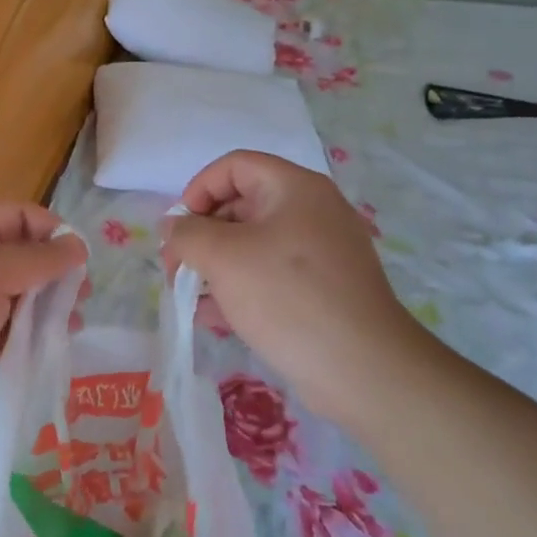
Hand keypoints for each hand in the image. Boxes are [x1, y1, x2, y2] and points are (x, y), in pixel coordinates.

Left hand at [0, 205, 85, 453]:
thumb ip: (35, 259)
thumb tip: (77, 245)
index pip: (19, 217)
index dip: (51, 230)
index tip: (79, 258)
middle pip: (24, 256)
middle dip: (56, 270)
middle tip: (81, 295)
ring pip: (22, 295)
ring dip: (49, 304)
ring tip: (73, 323)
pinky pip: (12, 330)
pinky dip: (34, 333)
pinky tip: (54, 343)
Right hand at [162, 151, 406, 425]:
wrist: (363, 370)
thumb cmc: (288, 297)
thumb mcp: (223, 258)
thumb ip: (188, 235)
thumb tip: (173, 228)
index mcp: (295, 188)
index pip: (235, 166)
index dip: (198, 190)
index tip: (179, 229)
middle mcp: (312, 211)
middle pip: (242, 205)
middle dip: (201, 235)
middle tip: (175, 269)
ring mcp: (321, 253)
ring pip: (253, 245)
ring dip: (215, 265)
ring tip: (187, 295)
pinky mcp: (323, 290)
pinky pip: (271, 275)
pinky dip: (240, 288)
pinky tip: (211, 317)